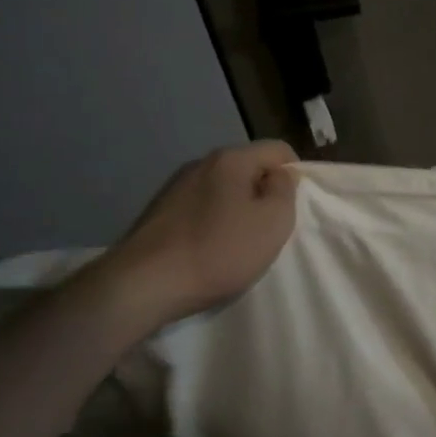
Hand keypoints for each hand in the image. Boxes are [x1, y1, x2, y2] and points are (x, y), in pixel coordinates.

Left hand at [92, 141, 300, 337]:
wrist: (141, 286)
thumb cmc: (219, 251)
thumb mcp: (273, 222)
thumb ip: (285, 190)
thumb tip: (280, 175)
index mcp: (231, 159)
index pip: (278, 149)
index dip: (294, 174)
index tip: (291, 208)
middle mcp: (200, 163)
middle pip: (248, 167)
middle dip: (263, 192)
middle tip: (267, 228)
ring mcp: (174, 186)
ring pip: (223, 188)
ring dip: (236, 208)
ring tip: (236, 242)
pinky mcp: (156, 211)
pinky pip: (199, 206)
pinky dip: (211, 221)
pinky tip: (207, 249)